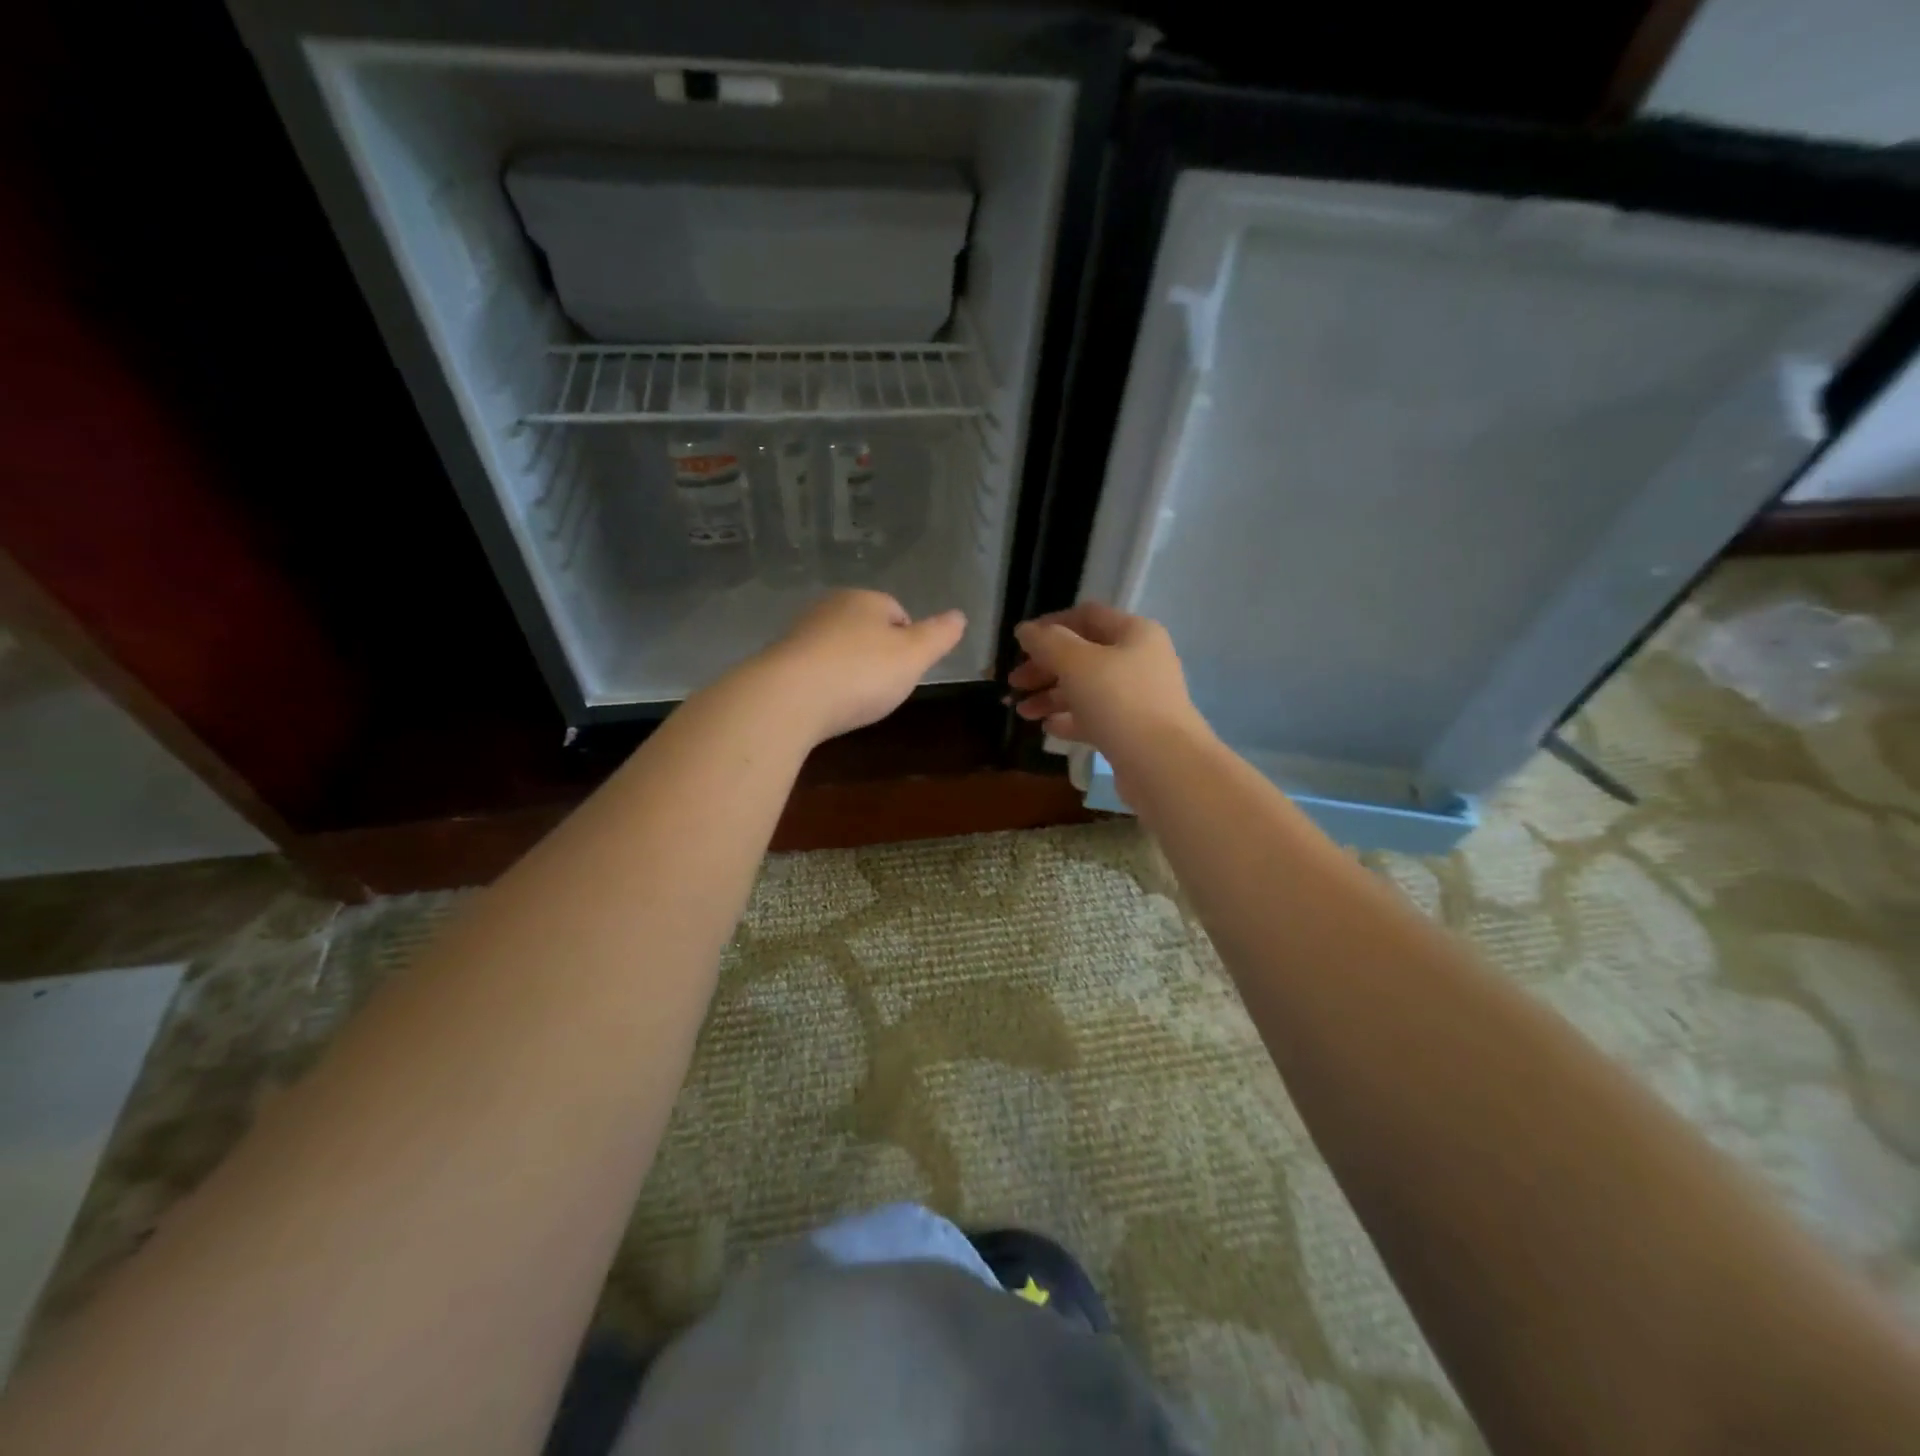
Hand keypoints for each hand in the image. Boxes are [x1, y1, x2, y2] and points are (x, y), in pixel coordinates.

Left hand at [753, 590, 966, 742]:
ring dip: (849, 670)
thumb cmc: (861, 673)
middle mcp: (830, 607)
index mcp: (865, 599)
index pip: (897, 612)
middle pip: (866, 629)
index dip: (909, 642)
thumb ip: (939, 636)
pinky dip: (825, 684)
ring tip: (854, 700)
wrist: (789, 698)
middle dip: (877, 655)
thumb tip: (959, 616)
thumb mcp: (914, 656)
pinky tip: (827, 705)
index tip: (907, 671)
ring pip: (838, 648)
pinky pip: (814, 668)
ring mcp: (801, 632)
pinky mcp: (780, 660)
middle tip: (884, 688)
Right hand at [1009, 602, 1204, 765]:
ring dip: (1052, 696)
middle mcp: (1140, 660)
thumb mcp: (1076, 664)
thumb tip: (1025, 630)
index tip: (1020, 643)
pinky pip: (1096, 717)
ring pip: (1087, 689)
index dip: (1050, 624)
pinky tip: (1047, 729)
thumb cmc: (1119, 701)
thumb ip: (1047, 643)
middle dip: (1045, 667)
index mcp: (1134, 633)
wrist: (1162, 765)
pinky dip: (1070, 720)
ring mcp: (1139, 697)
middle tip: (1014, 683)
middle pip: (1084, 655)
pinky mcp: (1133, 730)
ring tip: (1023, 712)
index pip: (1087, 616)